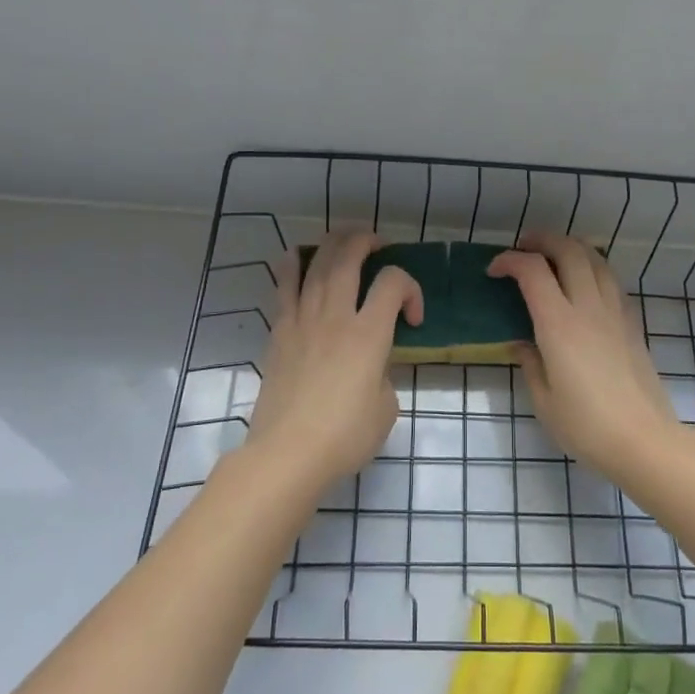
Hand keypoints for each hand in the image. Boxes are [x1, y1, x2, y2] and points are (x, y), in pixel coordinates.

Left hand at [247, 232, 424, 490]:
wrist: (287, 454)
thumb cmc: (345, 436)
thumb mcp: (386, 407)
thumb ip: (384, 374)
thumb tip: (372, 366)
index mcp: (369, 333)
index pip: (394, 283)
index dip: (412, 289)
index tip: (414, 320)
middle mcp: (335, 315)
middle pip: (349, 256)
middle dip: (366, 240)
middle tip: (378, 245)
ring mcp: (303, 320)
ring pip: (316, 263)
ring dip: (333, 243)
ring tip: (345, 240)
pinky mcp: (280, 332)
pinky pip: (285, 286)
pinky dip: (292, 264)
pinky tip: (297, 255)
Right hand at [489, 233, 678, 478]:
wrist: (644, 441)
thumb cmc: (586, 427)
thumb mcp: (543, 401)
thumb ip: (529, 364)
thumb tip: (522, 344)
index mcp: (559, 325)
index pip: (532, 271)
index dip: (509, 261)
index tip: (493, 271)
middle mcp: (588, 308)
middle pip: (569, 251)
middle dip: (542, 240)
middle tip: (523, 247)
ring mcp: (615, 313)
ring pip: (596, 259)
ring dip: (571, 248)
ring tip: (553, 257)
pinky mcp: (632, 324)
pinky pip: (611, 280)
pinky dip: (592, 268)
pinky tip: (584, 284)